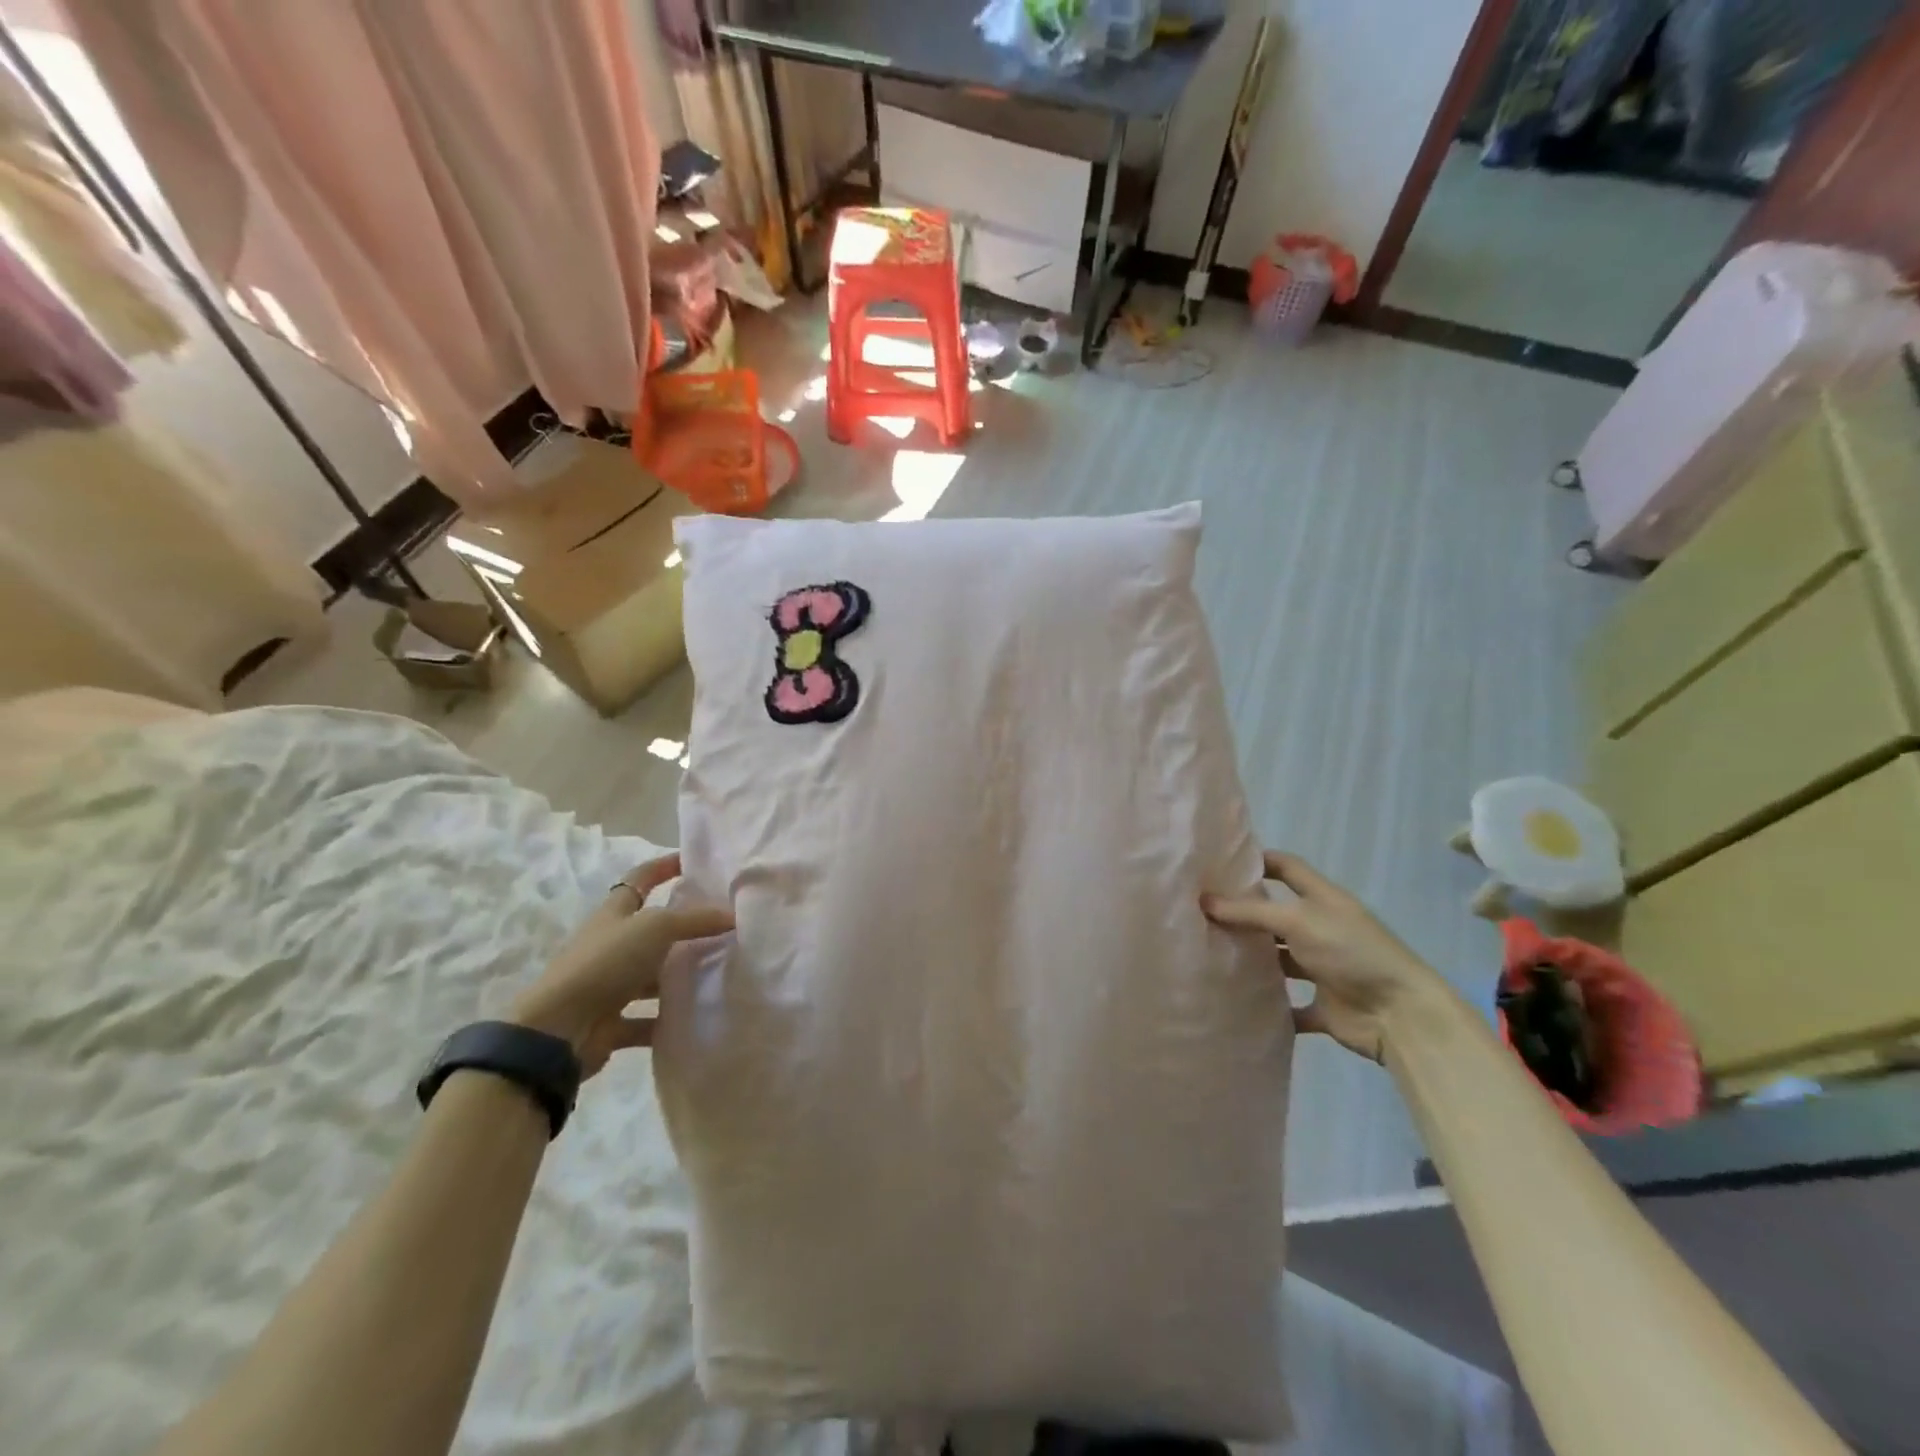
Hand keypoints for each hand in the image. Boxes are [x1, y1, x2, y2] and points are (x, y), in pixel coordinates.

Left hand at [510, 854, 732, 1077]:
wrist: (558, 1029)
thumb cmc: (605, 962)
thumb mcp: (656, 928)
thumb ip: (696, 919)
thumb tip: (733, 915)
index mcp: (615, 913)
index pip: (641, 878)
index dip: (664, 866)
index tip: (694, 862)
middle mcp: (611, 944)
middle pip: (652, 930)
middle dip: (685, 927)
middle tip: (725, 925)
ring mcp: (610, 985)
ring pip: (653, 976)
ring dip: (681, 976)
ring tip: (723, 972)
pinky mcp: (611, 1022)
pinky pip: (648, 1019)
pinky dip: (670, 1019)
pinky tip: (699, 1017)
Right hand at [1203, 851, 1443, 1062]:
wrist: (1400, 1016)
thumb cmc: (1351, 952)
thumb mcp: (1298, 920)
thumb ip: (1251, 911)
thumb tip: (1203, 900)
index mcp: (1322, 900)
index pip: (1286, 868)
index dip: (1257, 861)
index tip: (1219, 863)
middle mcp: (1321, 930)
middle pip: (1276, 915)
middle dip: (1243, 913)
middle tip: (1198, 912)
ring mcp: (1322, 968)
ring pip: (1278, 960)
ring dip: (1252, 959)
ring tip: (1206, 954)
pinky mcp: (1322, 1006)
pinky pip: (1288, 1005)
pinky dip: (1267, 1007)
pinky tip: (1233, 1001)